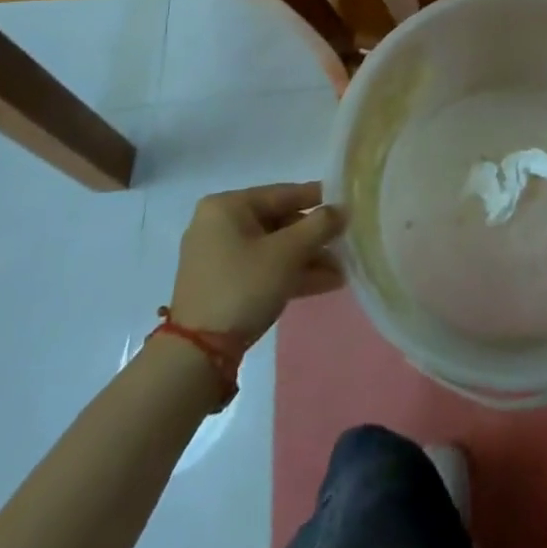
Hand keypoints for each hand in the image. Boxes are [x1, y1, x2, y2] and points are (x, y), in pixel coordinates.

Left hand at [168, 183, 346, 341]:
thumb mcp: (287, 253)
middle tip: (346, 245)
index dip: (319, 199)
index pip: (283, 193)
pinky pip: (264, 268)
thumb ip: (319, 225)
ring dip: (309, 259)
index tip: (348, 205)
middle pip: (280, 222)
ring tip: (343, 270)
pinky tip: (327, 283)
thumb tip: (343, 209)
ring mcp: (220, 256)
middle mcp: (220, 224)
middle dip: (315, 239)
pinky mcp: (224, 284)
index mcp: (228, 206)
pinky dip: (291, 274)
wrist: (198, 353)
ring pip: (275, 249)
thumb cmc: (243, 286)